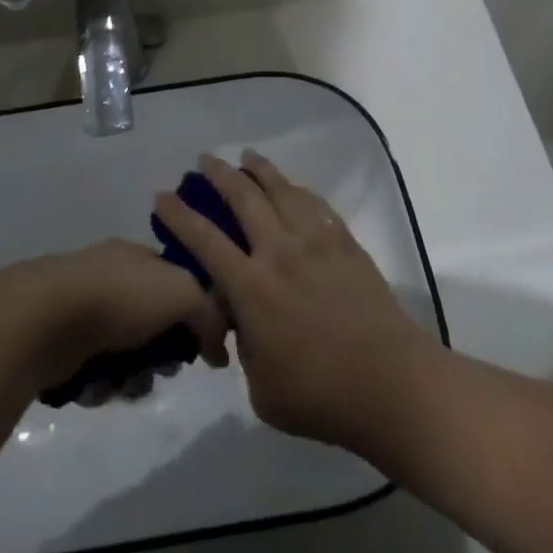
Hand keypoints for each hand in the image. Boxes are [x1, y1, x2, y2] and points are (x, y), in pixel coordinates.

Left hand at [1, 240, 229, 393]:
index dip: (192, 311)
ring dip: (133, 376)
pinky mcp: (63, 345)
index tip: (200, 343)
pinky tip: (100, 389)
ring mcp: (84, 311)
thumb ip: (209, 315)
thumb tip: (218, 350)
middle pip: (152, 322)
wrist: (46, 318)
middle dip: (162, 352)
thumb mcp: (182, 292)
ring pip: (125, 353)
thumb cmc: (119, 296)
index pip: (175, 280)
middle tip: (164, 370)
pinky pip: (96, 373)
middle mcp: (111, 279)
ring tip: (128, 385)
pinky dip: (103, 385)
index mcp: (136, 257)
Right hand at [153, 152, 436, 452]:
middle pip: (244, 199)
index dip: (179, 215)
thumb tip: (245, 325)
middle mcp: (279, 252)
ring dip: (260, 170)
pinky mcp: (346, 244)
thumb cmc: (320, 395)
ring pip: (282, 191)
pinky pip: (317, 205)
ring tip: (247, 157)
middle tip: (205, 160)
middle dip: (220, 174)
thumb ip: (245, 349)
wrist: (391, 383)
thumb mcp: (261, 389)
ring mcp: (316, 243)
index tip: (162, 195)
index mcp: (251, 287)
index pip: (205, 240)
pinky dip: (299, 190)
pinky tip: (294, 187)